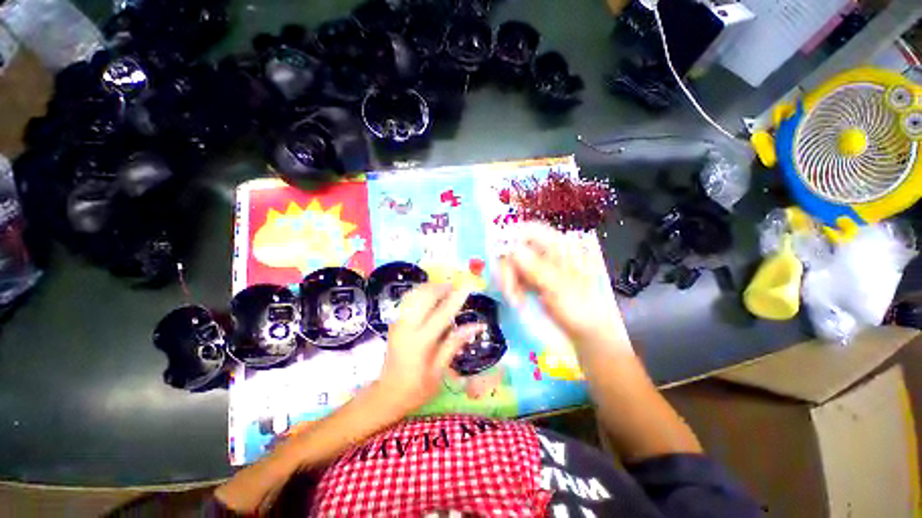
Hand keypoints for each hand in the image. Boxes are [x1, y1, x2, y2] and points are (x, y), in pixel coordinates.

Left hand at [377, 283, 484, 413]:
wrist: (387, 394)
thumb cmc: (417, 387)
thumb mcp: (440, 370)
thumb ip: (455, 343)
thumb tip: (477, 326)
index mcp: (421, 341)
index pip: (443, 313)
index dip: (457, 298)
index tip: (468, 286)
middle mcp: (408, 326)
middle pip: (425, 296)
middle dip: (441, 288)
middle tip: (455, 288)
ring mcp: (398, 322)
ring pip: (414, 294)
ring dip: (430, 288)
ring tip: (444, 291)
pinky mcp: (394, 322)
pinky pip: (408, 300)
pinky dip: (421, 293)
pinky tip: (430, 298)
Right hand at [498, 223, 629, 351]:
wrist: (586, 333)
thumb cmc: (581, 310)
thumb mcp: (560, 290)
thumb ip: (538, 269)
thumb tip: (514, 251)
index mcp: (561, 248)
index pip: (531, 230)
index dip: (512, 237)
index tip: (500, 255)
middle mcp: (547, 253)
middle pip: (516, 248)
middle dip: (508, 269)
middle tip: (508, 291)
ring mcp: (539, 266)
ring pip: (512, 264)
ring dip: (509, 281)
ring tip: (515, 301)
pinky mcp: (533, 279)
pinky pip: (514, 276)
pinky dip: (512, 287)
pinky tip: (517, 300)